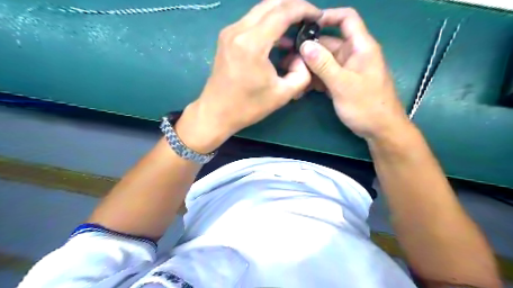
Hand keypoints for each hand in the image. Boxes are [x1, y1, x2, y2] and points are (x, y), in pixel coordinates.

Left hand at [178, 0, 319, 152]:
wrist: (216, 113)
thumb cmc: (248, 107)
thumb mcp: (283, 94)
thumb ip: (302, 73)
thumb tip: (302, 56)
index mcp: (252, 43)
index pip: (283, 12)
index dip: (304, 9)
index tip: (318, 16)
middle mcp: (238, 30)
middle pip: (271, 4)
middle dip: (293, 7)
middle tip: (309, 19)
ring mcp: (230, 32)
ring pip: (260, 10)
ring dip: (280, 15)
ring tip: (297, 29)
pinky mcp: (226, 38)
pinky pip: (252, 21)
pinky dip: (268, 24)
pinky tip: (279, 39)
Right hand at [299, 8, 411, 140]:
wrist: (380, 130)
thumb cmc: (367, 105)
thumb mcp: (343, 84)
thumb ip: (323, 64)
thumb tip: (304, 45)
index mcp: (361, 47)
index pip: (346, 19)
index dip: (327, 16)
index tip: (305, 25)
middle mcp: (353, 55)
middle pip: (329, 43)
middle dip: (309, 50)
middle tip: (288, 59)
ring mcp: (347, 70)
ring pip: (325, 62)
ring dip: (309, 68)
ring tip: (293, 76)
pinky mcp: (342, 83)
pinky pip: (326, 76)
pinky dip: (315, 80)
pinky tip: (303, 88)